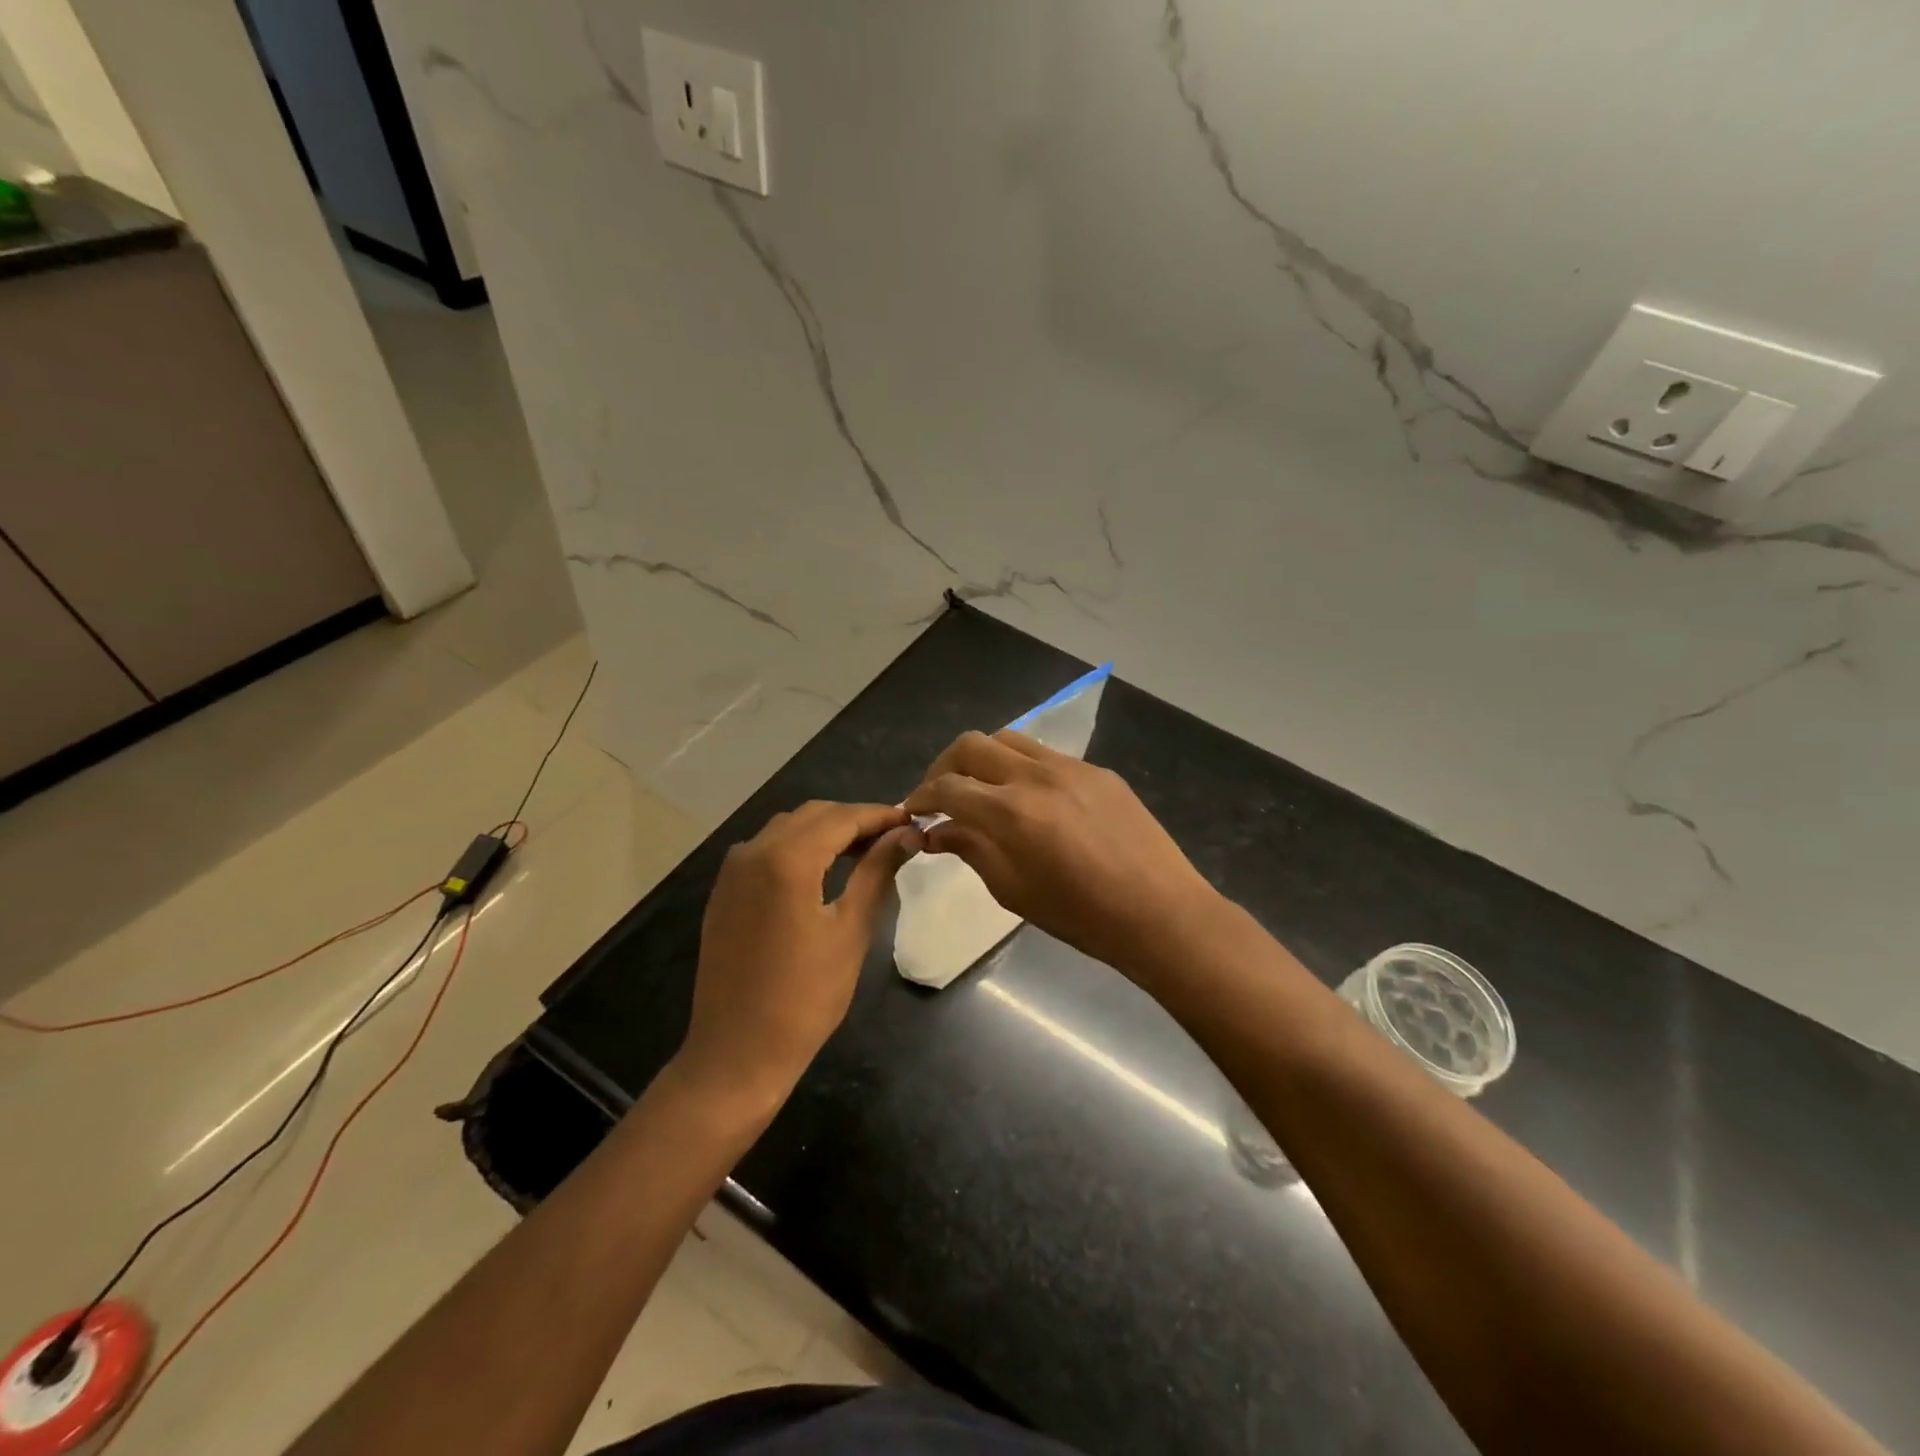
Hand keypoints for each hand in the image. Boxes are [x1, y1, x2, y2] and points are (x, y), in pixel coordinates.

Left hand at [678, 801, 920, 1110]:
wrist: (737, 1052)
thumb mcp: (850, 931)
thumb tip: (905, 835)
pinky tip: (823, 869)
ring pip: (787, 828)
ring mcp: (732, 871)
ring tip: (865, 851)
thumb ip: (877, 872)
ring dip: (826, 831)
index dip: (880, 815)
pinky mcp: (724, 891)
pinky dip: (798, 847)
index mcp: (786, 859)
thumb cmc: (805, 998)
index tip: (912, 821)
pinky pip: (766, 849)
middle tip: (893, 837)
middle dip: (854, 820)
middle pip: (813, 815)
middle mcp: (753, 851)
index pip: (842, 818)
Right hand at [903, 731, 1225, 979]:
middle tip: (941, 794)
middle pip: (972, 745)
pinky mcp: (1097, 771)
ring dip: (983, 758)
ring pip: (1009, 739)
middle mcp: (1035, 776)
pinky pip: (1046, 755)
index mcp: (1010, 812)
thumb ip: (971, 850)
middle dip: (945, 766)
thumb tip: (937, 832)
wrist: (1160, 911)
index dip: (921, 796)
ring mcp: (1071, 767)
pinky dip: (1022, 767)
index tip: (914, 811)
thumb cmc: (1081, 915)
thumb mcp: (1013, 890)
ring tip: (981, 788)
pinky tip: (1030, 798)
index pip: (947, 787)